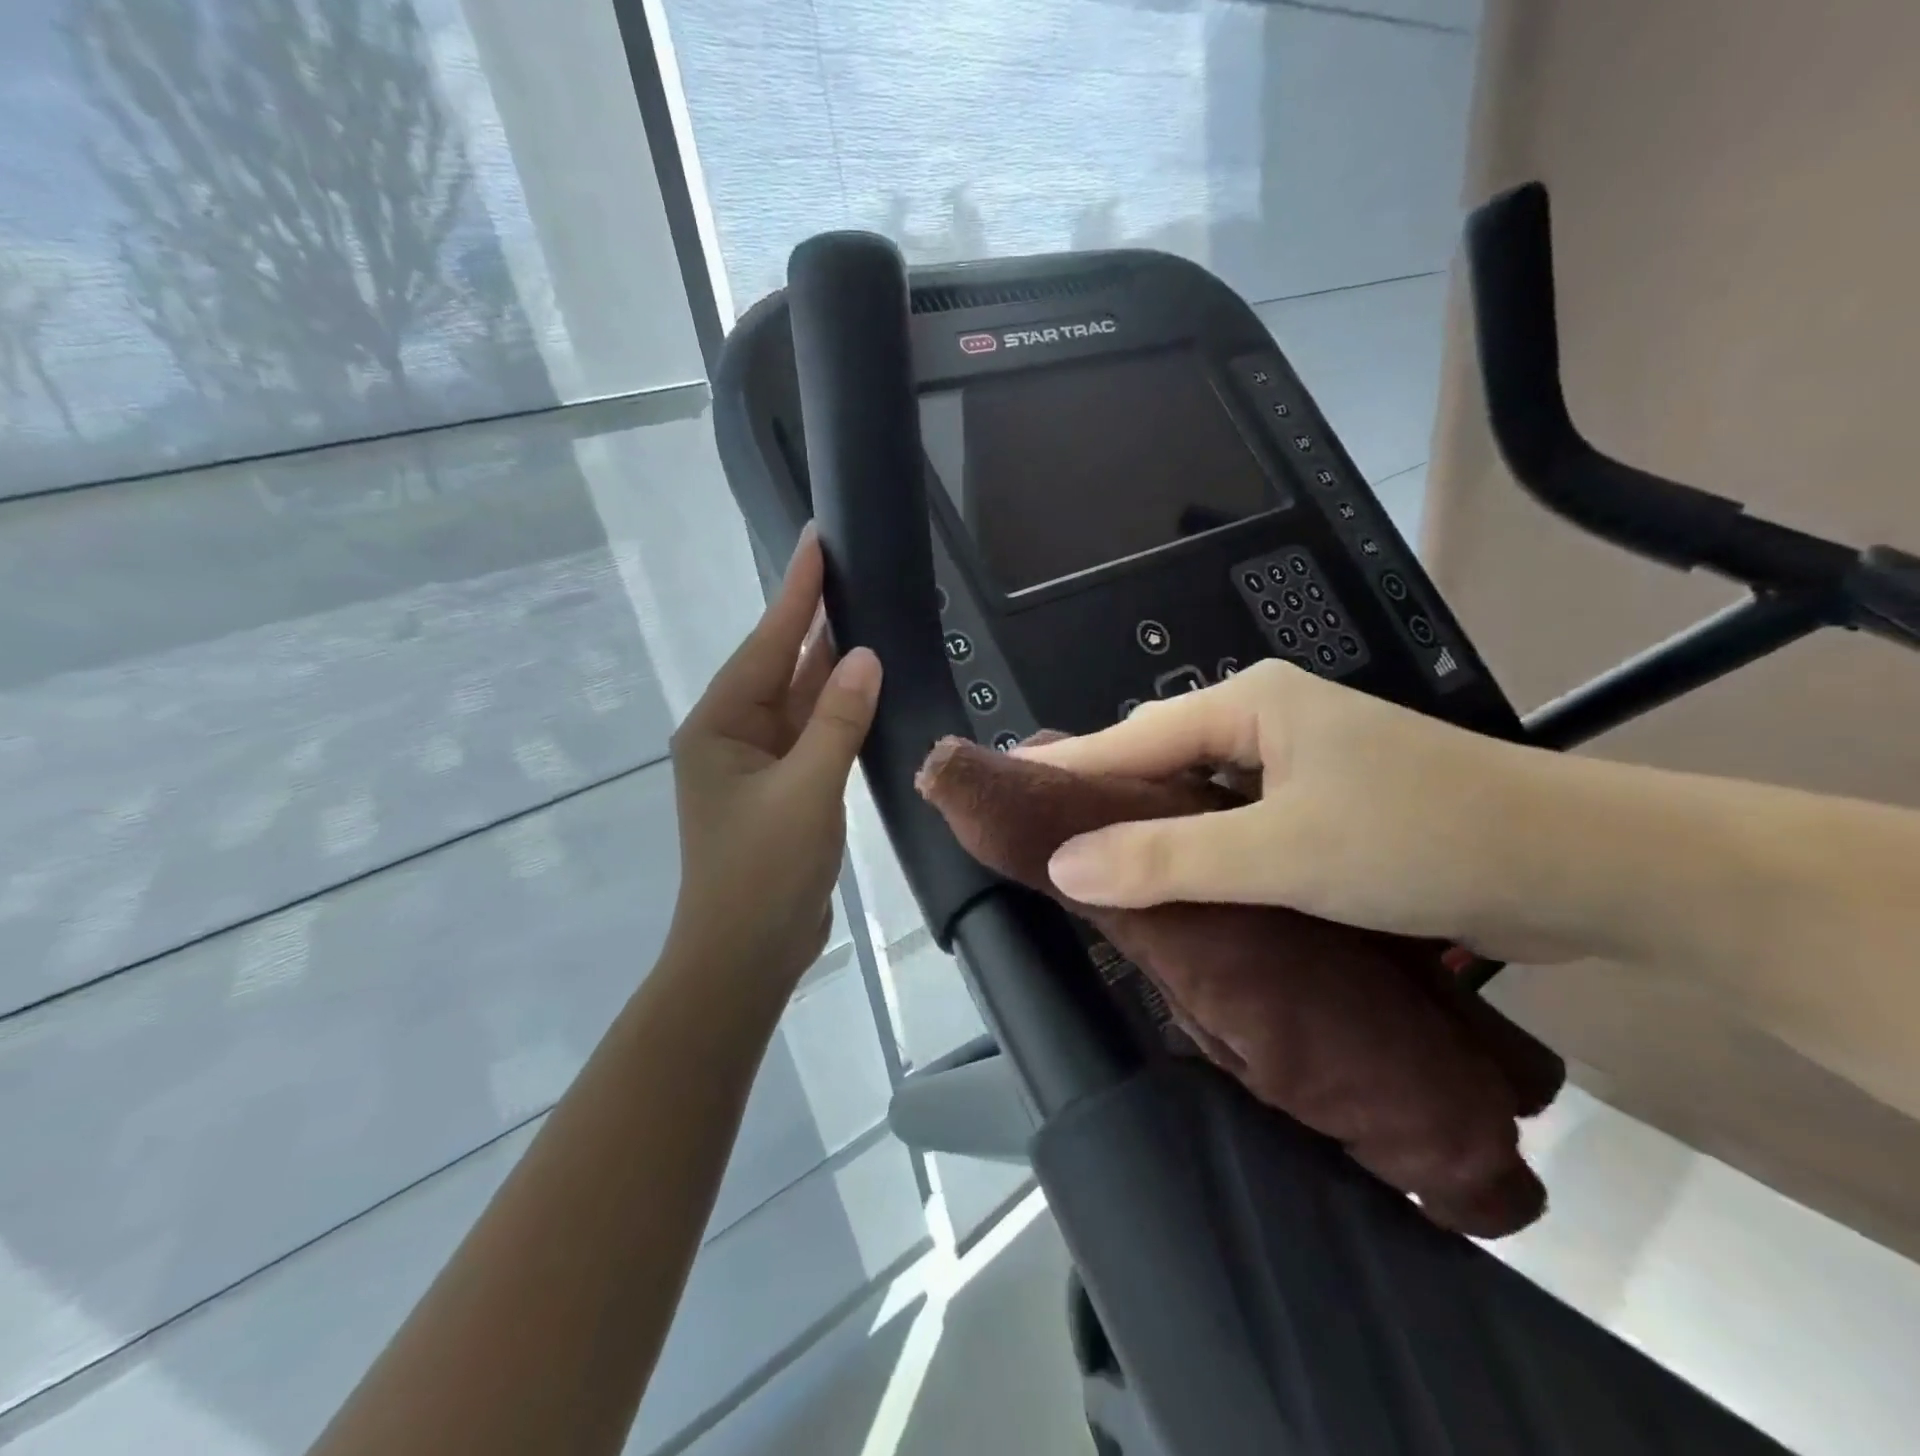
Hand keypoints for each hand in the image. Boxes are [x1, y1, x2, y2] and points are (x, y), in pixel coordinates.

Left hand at [666, 526, 881, 985]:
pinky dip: (838, 710)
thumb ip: (836, 721)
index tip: (818, 540)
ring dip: (829, 664)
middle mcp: (733, 734)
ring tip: (865, 613)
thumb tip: (864, 656)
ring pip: (799, 699)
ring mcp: (758, 763)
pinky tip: (866, 687)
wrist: (745, 956)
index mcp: (720, 725)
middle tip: (851, 569)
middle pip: (780, 664)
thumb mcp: (806, 792)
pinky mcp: (783, 789)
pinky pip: (813, 734)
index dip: (796, 591)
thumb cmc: (763, 873)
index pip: (767, 644)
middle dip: (813, 619)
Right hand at [1018, 660, 1577, 963]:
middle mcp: (1267, 722)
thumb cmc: (1424, 839)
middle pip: (1159, 761)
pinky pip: (1236, 824)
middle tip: (1036, 835)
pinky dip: (1199, 852)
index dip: (1064, 769)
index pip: (1129, 735)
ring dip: (1151, 831)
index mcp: (1250, 705)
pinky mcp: (1326, 808)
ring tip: (1088, 865)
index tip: (1001, 792)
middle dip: (1101, 800)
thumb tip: (1062, 865)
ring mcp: (1300, 765)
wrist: (1585, 870)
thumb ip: (1168, 859)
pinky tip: (1172, 882)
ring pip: (1198, 797)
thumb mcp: (1282, 853)